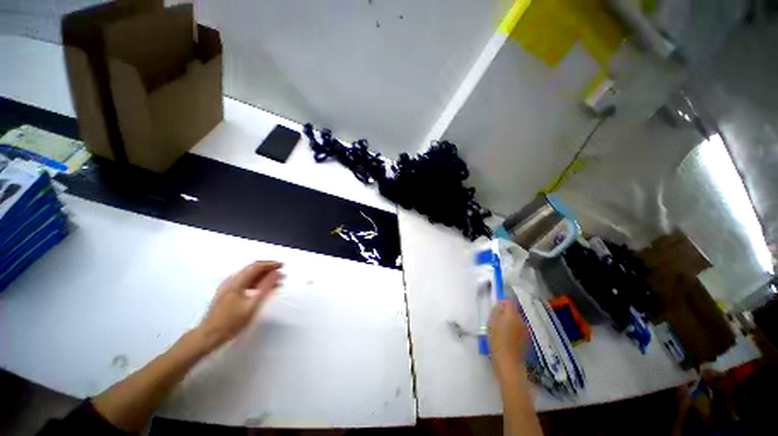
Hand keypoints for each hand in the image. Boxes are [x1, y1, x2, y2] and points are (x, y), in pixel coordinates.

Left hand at [196, 261, 282, 350]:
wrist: (207, 337)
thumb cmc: (231, 322)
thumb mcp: (252, 305)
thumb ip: (265, 287)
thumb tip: (276, 273)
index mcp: (236, 281)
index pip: (256, 266)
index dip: (270, 264)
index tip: (282, 266)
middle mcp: (231, 281)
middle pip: (252, 269)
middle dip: (268, 270)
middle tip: (281, 275)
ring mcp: (227, 287)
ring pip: (249, 276)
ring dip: (263, 277)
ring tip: (275, 283)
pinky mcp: (227, 294)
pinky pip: (245, 283)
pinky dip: (256, 283)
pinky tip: (262, 290)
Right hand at [488, 300, 529, 380]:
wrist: (509, 363)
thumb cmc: (497, 341)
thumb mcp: (491, 324)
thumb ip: (495, 311)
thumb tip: (499, 305)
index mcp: (512, 315)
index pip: (509, 302)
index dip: (502, 303)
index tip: (496, 308)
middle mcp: (521, 320)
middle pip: (513, 311)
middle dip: (506, 313)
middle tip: (496, 320)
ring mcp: (525, 330)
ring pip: (516, 320)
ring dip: (510, 322)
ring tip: (501, 330)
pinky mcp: (527, 339)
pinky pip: (519, 329)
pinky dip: (514, 330)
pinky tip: (508, 338)